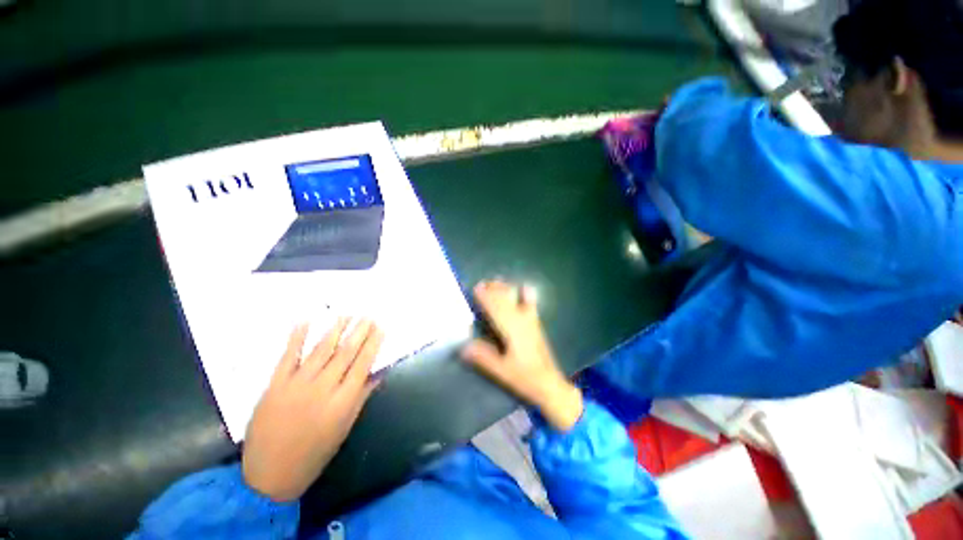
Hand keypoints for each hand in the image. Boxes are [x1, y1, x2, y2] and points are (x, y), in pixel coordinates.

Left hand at [242, 319, 383, 501]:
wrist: (268, 476)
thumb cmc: (314, 454)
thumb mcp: (344, 428)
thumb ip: (361, 397)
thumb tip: (378, 373)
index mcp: (343, 401)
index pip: (363, 364)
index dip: (373, 343)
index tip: (380, 328)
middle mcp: (323, 388)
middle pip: (345, 353)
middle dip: (359, 331)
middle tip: (367, 315)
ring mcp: (297, 385)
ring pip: (321, 350)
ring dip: (335, 330)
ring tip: (346, 314)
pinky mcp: (275, 385)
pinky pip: (289, 356)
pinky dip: (297, 337)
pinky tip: (306, 321)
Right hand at [461, 281, 583, 430]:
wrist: (550, 384)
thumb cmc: (524, 378)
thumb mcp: (501, 371)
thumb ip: (483, 357)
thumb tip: (463, 347)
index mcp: (511, 330)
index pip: (496, 309)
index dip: (486, 298)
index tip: (476, 288)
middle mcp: (521, 321)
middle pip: (506, 301)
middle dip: (494, 290)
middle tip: (482, 283)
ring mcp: (531, 321)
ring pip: (516, 300)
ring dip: (506, 290)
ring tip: (497, 281)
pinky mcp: (536, 325)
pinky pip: (531, 305)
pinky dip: (527, 295)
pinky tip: (525, 287)